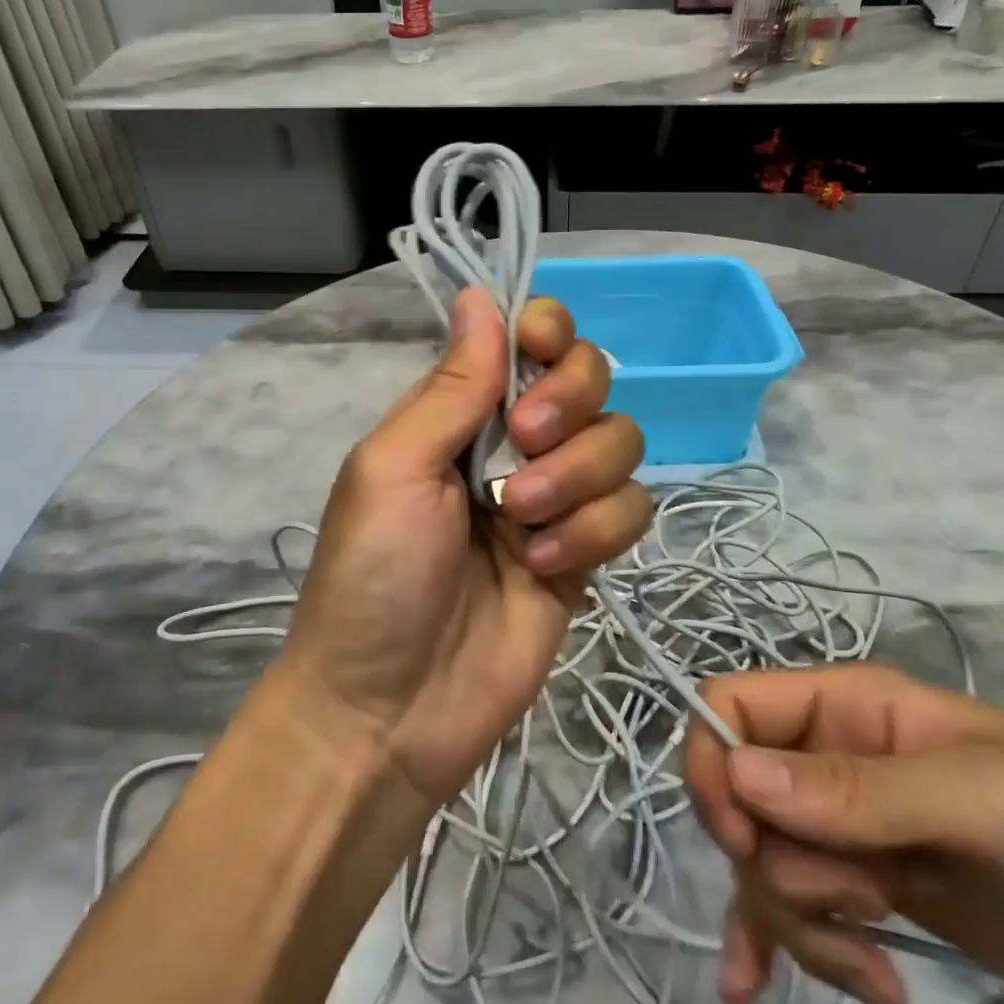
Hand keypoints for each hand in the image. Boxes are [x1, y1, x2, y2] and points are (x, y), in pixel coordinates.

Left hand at [283, 287, 651, 806]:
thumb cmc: (372, 576)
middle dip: (568, 405)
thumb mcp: (393, 467)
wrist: (389, 709)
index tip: (539, 348)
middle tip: (523, 445)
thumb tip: (481, 294)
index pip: (529, 337)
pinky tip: (543, 570)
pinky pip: (631, 509)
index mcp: (462, 412)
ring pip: (621, 442)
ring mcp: (557, 498)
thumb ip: (451, 385)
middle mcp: (514, 444)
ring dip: (577, 479)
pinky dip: (594, 533)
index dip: (548, 329)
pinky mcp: (587, 553)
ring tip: (520, 529)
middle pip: (590, 377)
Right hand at [685, 665, 1003, 1003]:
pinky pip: (789, 907)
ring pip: (764, 861)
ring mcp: (848, 826)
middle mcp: (832, 755)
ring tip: (876, 970)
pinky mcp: (865, 889)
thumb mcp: (979, 802)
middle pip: (741, 797)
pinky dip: (774, 946)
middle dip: (778, 867)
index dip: (716, 764)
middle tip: (859, 910)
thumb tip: (736, 777)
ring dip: (799, 924)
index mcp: (849, 705)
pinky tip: (753, 989)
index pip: (734, 704)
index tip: (743, 842)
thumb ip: (856, 791)